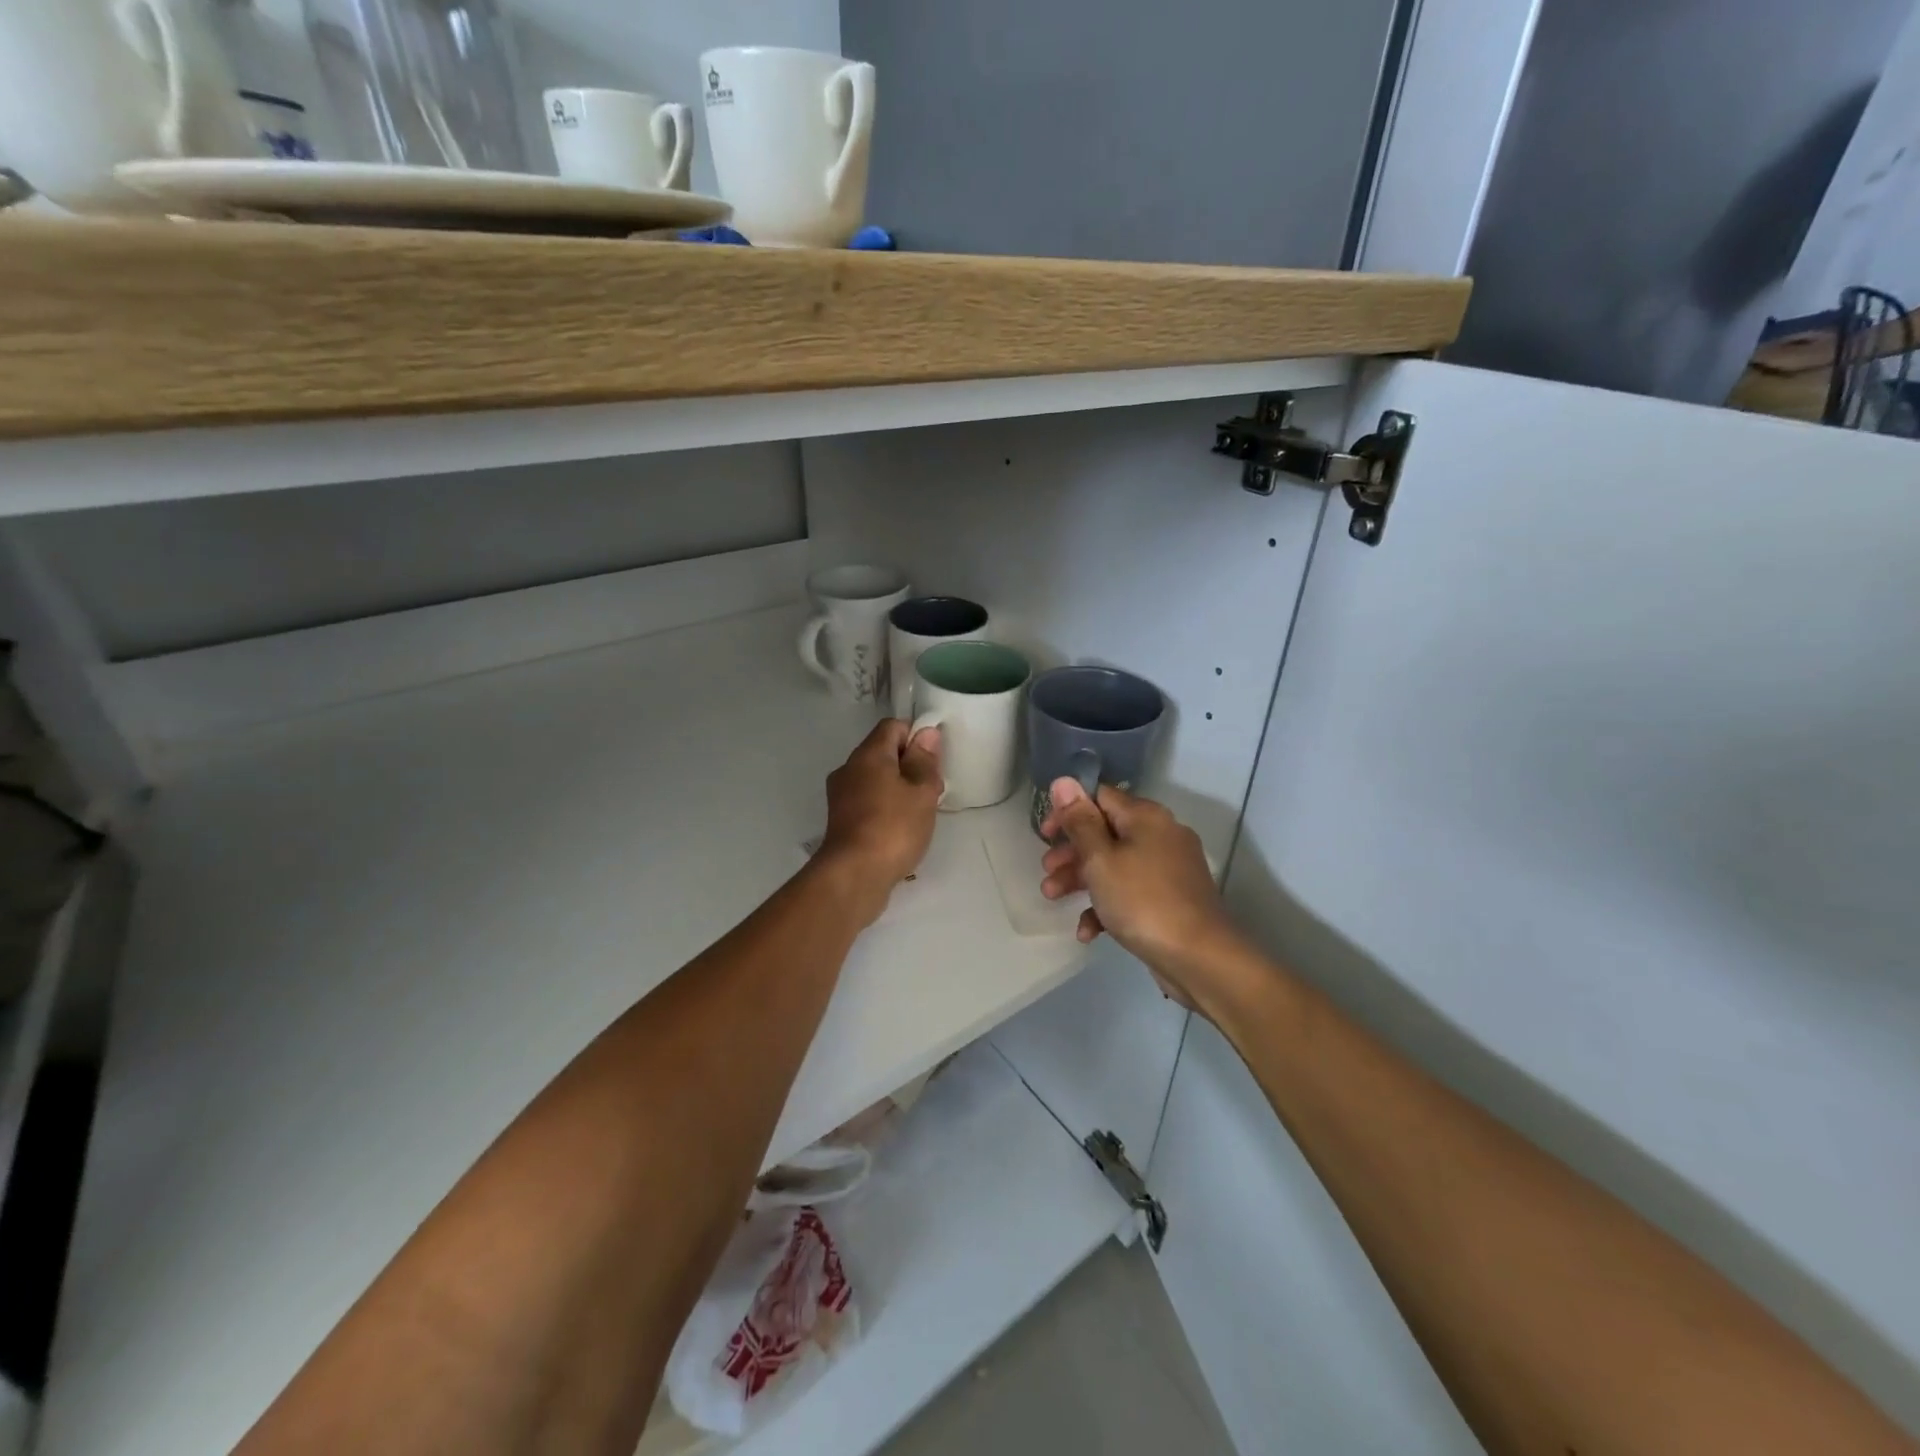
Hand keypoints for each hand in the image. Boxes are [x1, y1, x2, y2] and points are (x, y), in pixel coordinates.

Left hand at [817, 719, 943, 920]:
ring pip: (875, 779)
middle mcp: (849, 768)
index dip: (916, 737)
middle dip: (910, 766)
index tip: (933, 762)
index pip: (892, 727)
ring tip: (919, 813)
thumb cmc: (893, 827)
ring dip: (898, 789)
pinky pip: (867, 801)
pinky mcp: (840, 821)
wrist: (854, 876)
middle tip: (932, 791)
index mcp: (868, 754)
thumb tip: (926, 733)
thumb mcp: (921, 792)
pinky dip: (885, 807)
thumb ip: (925, 760)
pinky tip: (899, 829)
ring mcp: (840, 796)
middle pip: (883, 753)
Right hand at [1039, 779, 1242, 1007]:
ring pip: (1115, 864)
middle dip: (1071, 852)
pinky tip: (1087, 932)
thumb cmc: (1142, 900)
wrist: (1200, 956)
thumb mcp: (1100, 859)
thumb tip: (1064, 780)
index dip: (1069, 810)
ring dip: (1081, 879)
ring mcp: (1167, 869)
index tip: (1046, 834)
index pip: (1100, 796)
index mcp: (1145, 817)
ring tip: (1052, 898)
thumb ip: (1079, 821)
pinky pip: (1130, 892)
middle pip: (1105, 832)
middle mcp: (1160, 835)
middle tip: (1046, 870)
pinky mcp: (1170, 899)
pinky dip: (1107, 905)